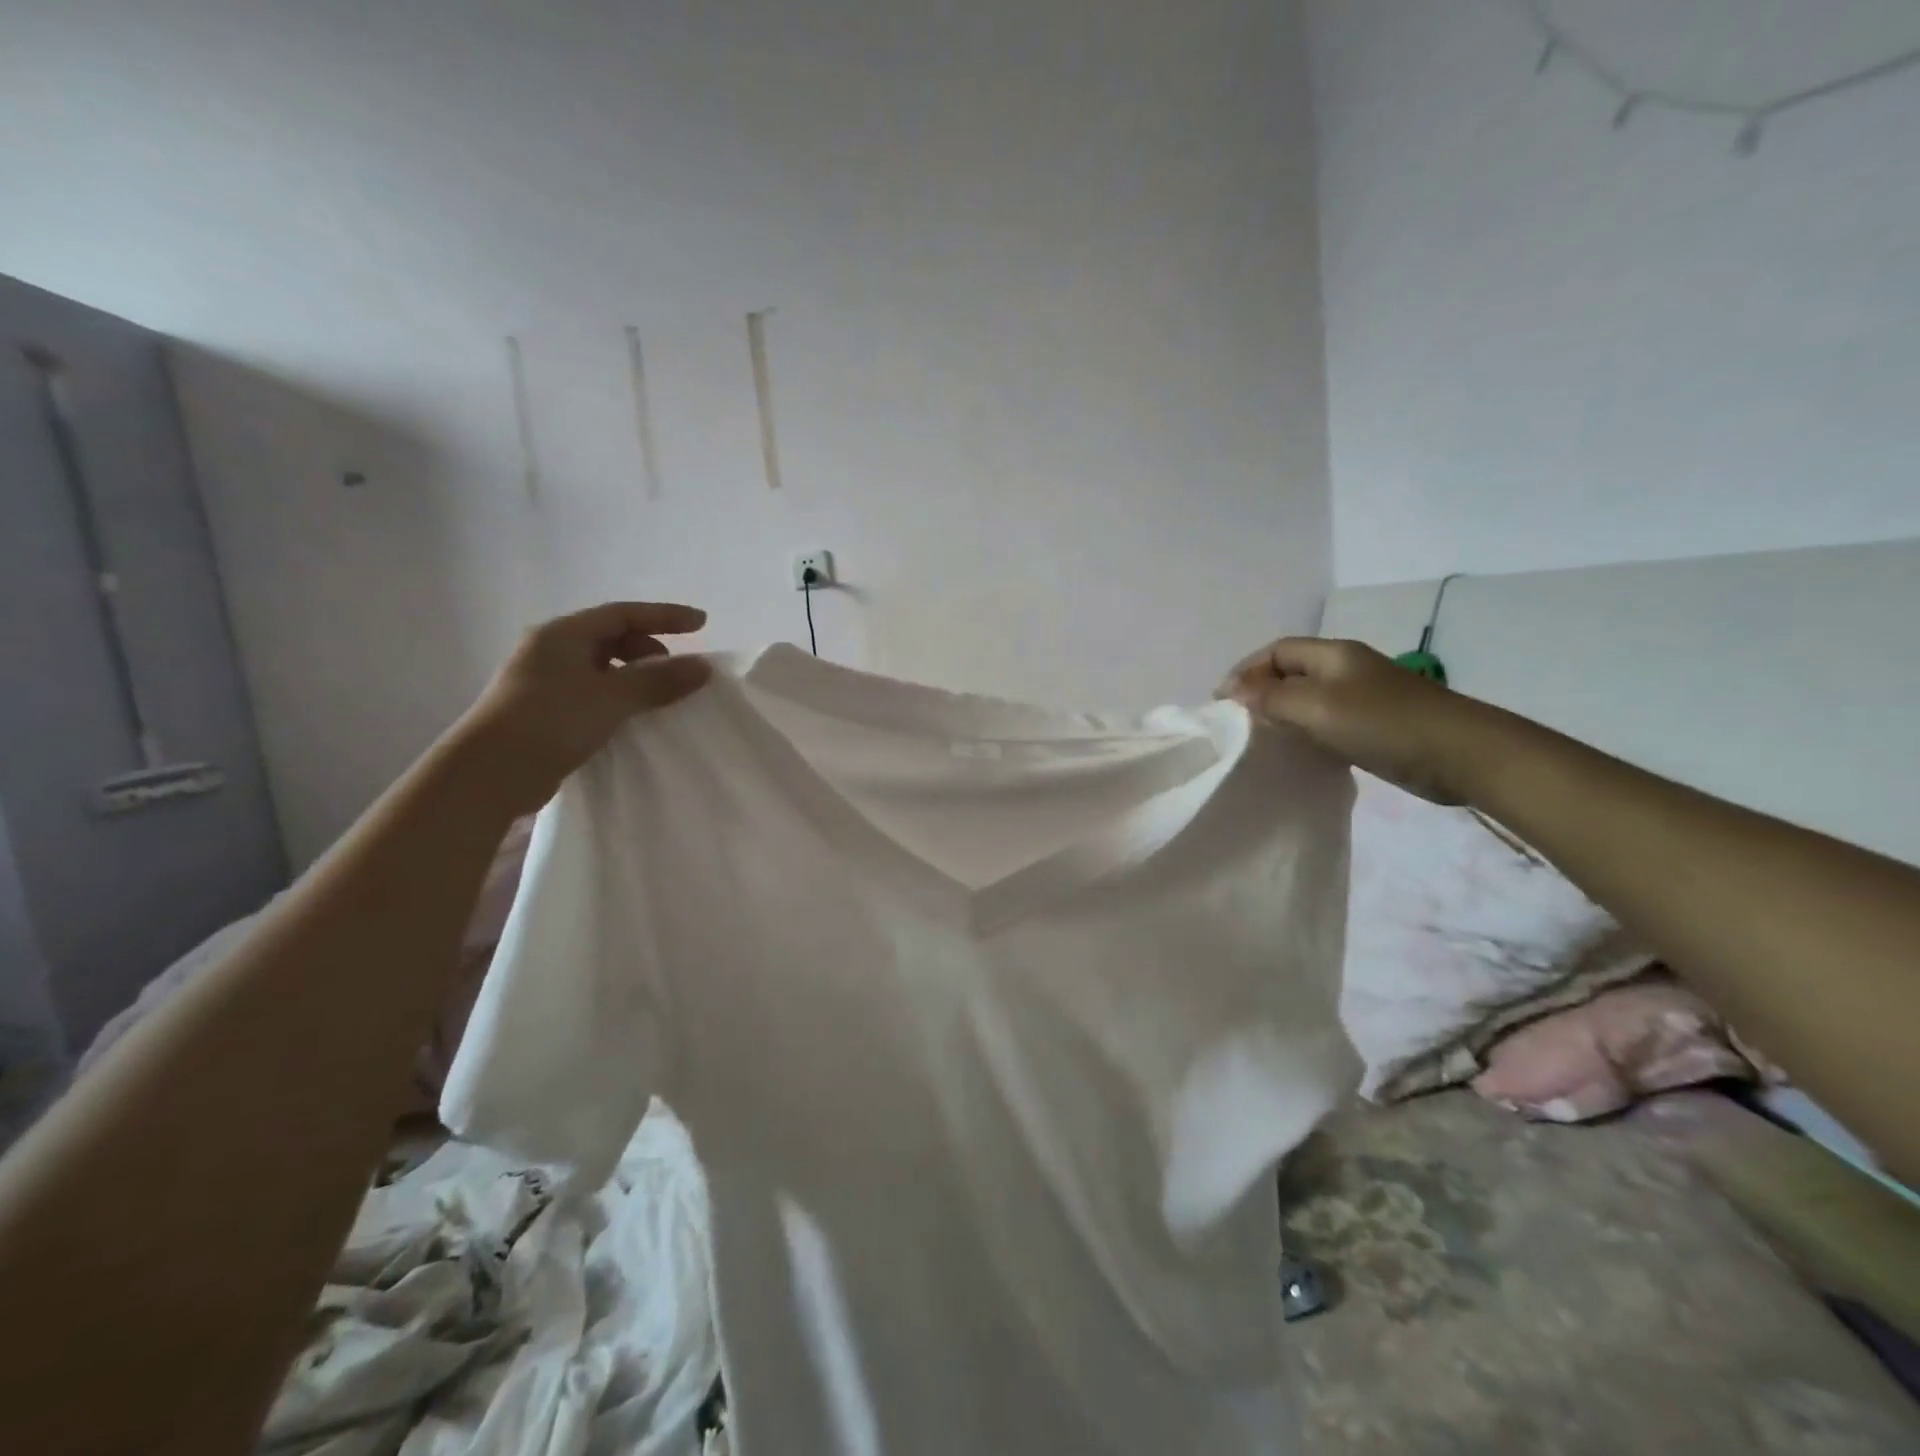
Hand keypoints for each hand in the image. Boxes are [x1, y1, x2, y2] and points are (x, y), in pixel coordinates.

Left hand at [450, 602, 711, 817]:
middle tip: (675, 671)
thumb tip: (703, 666)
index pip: (623, 614)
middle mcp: (551, 650)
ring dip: (635, 675)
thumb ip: (659, 680)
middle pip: (612, 637)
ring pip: (602, 666)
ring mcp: (545, 681)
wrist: (490, 774)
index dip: (665, 616)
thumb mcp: (612, 697)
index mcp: (562, 634)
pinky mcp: (545, 710)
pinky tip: (632, 717)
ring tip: (658, 697)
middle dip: (649, 648)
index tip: (702, 624)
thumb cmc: (551, 721)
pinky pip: (593, 691)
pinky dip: (619, 696)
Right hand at [1217, 637, 1494, 802]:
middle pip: (1291, 673)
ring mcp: (1362, 699)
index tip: (1223, 702)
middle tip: (1236, 723)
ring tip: (1259, 740)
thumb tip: (1231, 690)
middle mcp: (1346, 670)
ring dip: (1281, 715)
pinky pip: (1326, 723)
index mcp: (1333, 655)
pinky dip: (1304, 733)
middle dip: (1260, 692)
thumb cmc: (1384, 723)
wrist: (1462, 755)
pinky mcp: (1374, 726)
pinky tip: (1296, 754)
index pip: (1277, 651)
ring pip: (1308, 700)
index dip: (1246, 670)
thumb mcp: (1317, 706)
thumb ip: (1270, 697)